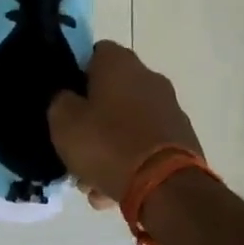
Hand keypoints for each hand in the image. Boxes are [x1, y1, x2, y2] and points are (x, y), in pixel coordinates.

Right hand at [48, 42, 203, 203]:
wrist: (167, 189)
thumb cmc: (107, 144)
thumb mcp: (63, 121)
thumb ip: (60, 101)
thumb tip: (68, 98)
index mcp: (120, 63)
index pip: (94, 52)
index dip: (76, 74)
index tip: (66, 99)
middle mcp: (150, 77)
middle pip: (112, 92)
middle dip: (93, 119)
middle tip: (75, 145)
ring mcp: (170, 110)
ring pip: (128, 124)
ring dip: (110, 147)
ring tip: (92, 182)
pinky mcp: (183, 141)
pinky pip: (146, 146)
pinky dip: (131, 162)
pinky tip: (113, 192)